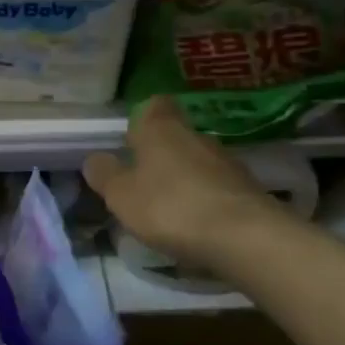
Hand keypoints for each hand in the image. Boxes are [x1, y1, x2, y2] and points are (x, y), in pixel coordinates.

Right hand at [84, 98, 291, 268]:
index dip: (142, 118)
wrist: (247, 238)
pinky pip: (218, 189)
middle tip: (142, 182)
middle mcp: (196, 136)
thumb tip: (95, 160)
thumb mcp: (121, 195)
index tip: (131, 140)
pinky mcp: (249, 191)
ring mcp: (228, 163)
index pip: (154, 105)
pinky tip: (197, 227)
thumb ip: (105, 175)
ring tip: (169, 211)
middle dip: (161, 155)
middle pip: (176, 136)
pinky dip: (206, 202)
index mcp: (161, 128)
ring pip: (198, 163)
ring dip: (184, 180)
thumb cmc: (171, 207)